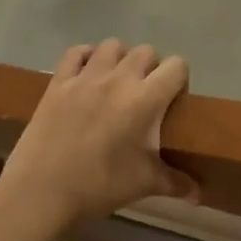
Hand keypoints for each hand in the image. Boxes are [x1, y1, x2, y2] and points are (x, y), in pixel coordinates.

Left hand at [0, 40, 198, 230]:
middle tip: (145, 95)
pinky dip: (85, 57)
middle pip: (146, 52)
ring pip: (112, 46)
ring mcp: (85, 77)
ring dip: (120, 59)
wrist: (42, 193)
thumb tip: (198, 195)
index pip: (177, 66)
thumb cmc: (100, 186)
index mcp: (145, 99)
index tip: (173, 101)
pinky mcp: (58, 83)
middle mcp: (118, 79)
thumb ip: (175, 182)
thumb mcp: (144, 184)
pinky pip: (75, 52)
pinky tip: (87, 74)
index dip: (180, 80)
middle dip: (151, 68)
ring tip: (117, 82)